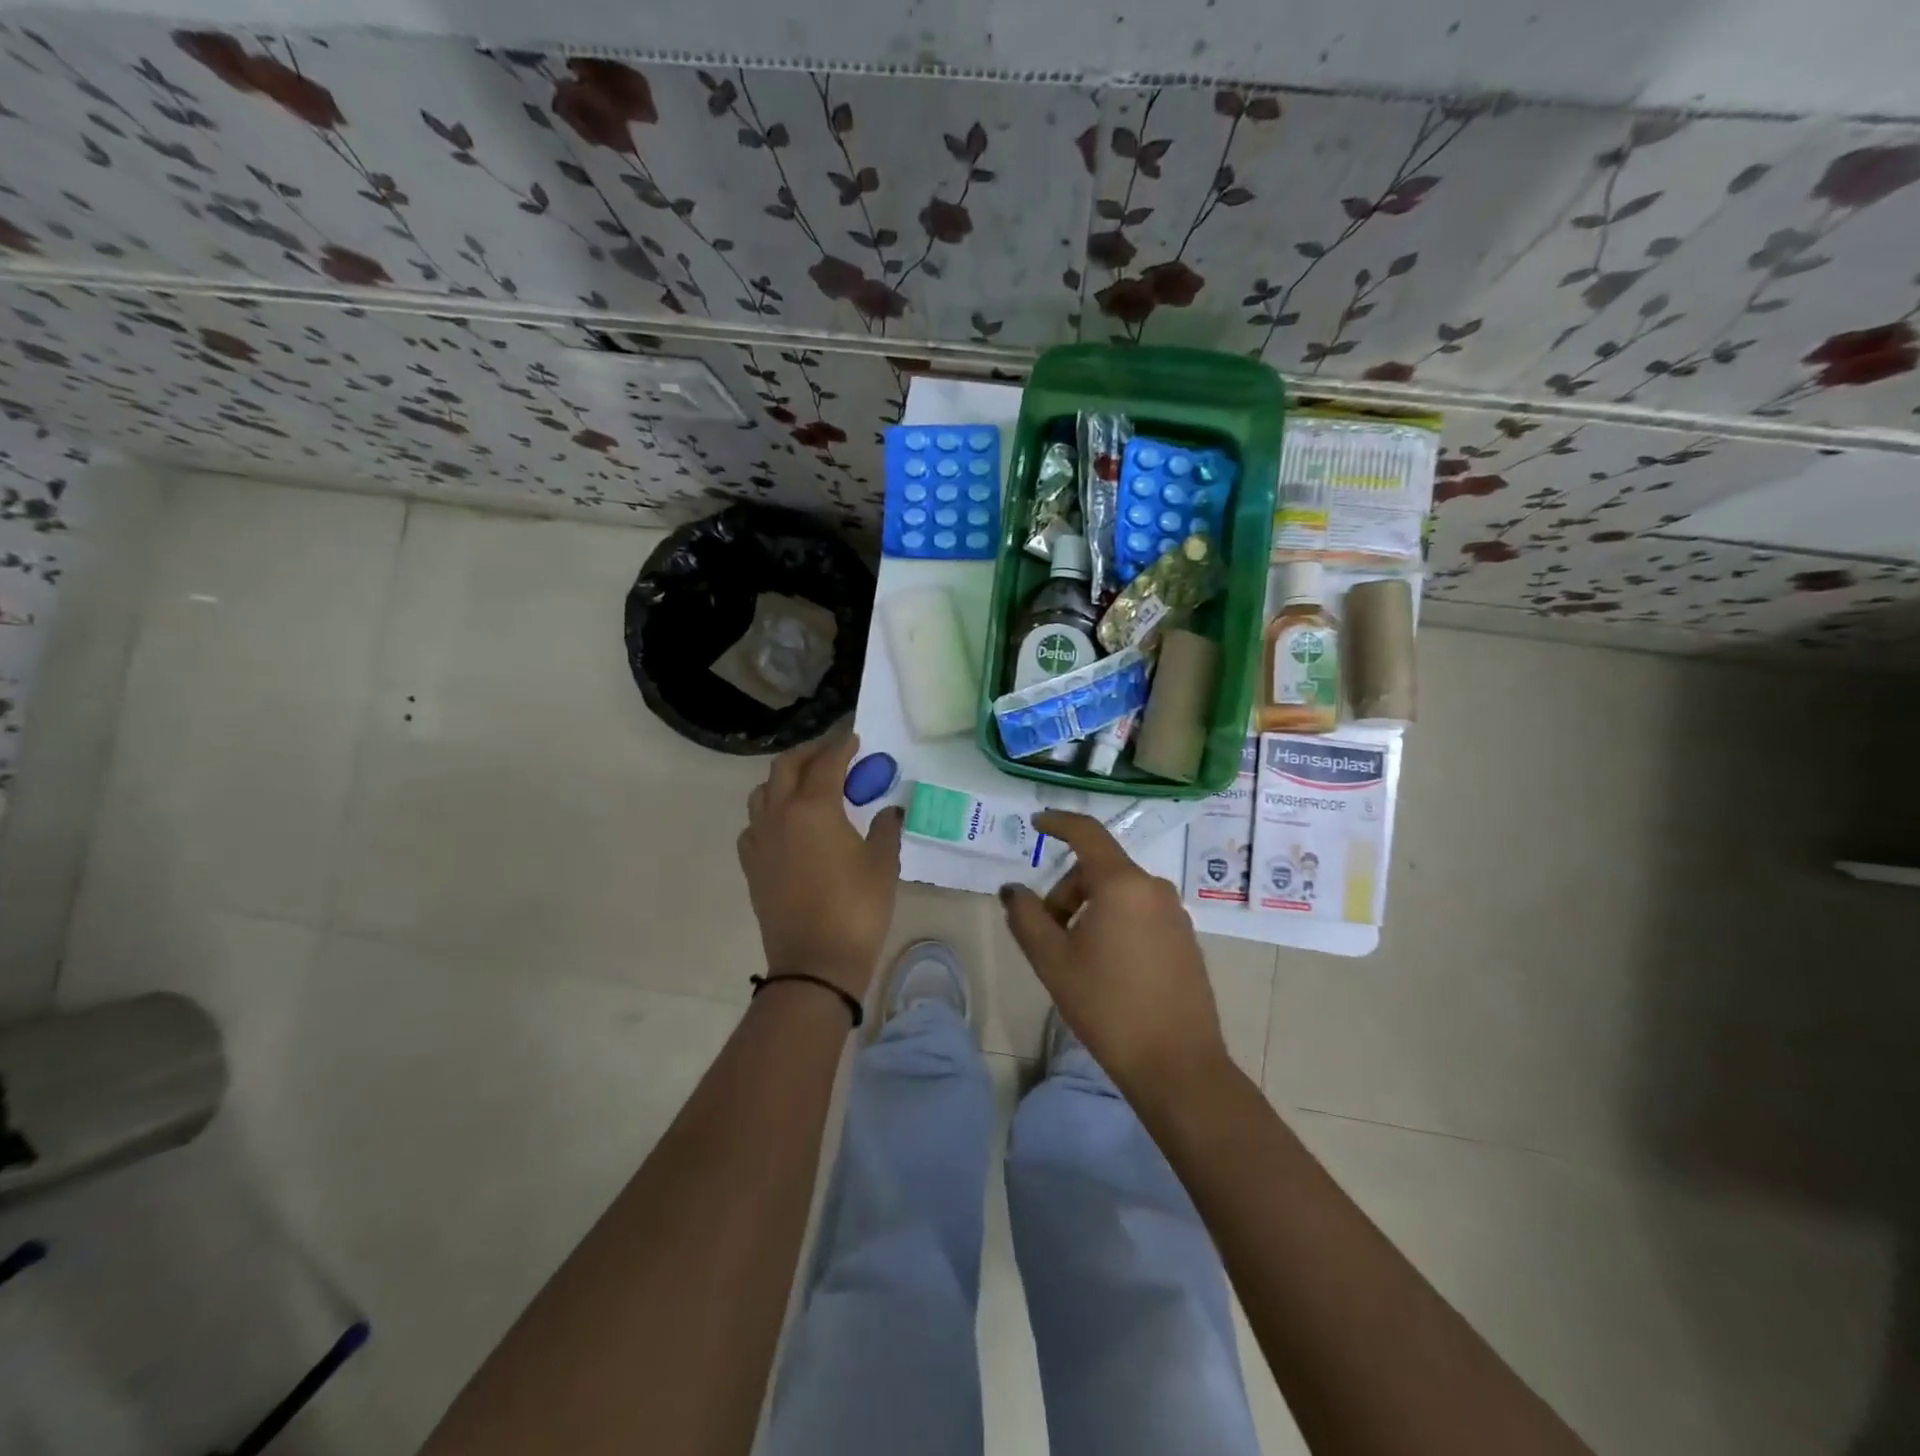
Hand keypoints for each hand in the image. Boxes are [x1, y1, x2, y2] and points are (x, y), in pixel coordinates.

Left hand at [738, 733, 903, 999]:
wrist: (814, 963)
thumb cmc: (856, 909)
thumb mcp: (882, 865)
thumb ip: (885, 830)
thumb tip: (888, 812)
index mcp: (813, 808)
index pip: (826, 764)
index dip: (841, 747)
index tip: (854, 739)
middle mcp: (779, 815)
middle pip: (785, 768)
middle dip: (809, 754)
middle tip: (831, 754)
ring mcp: (760, 840)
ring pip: (763, 793)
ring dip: (784, 779)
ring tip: (807, 785)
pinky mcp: (752, 865)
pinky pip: (754, 824)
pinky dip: (770, 812)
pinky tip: (786, 825)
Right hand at [999, 811, 1228, 1099]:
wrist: (1177, 1064)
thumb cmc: (1107, 1006)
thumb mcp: (1053, 961)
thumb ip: (1026, 916)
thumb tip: (1013, 890)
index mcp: (1122, 884)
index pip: (1087, 834)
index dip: (1058, 823)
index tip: (1036, 823)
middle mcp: (1154, 889)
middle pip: (1099, 870)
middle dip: (1066, 891)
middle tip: (1047, 934)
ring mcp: (1175, 914)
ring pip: (1119, 893)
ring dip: (1089, 909)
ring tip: (1074, 956)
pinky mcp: (1185, 939)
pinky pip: (1140, 913)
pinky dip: (1114, 922)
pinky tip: (1106, 966)